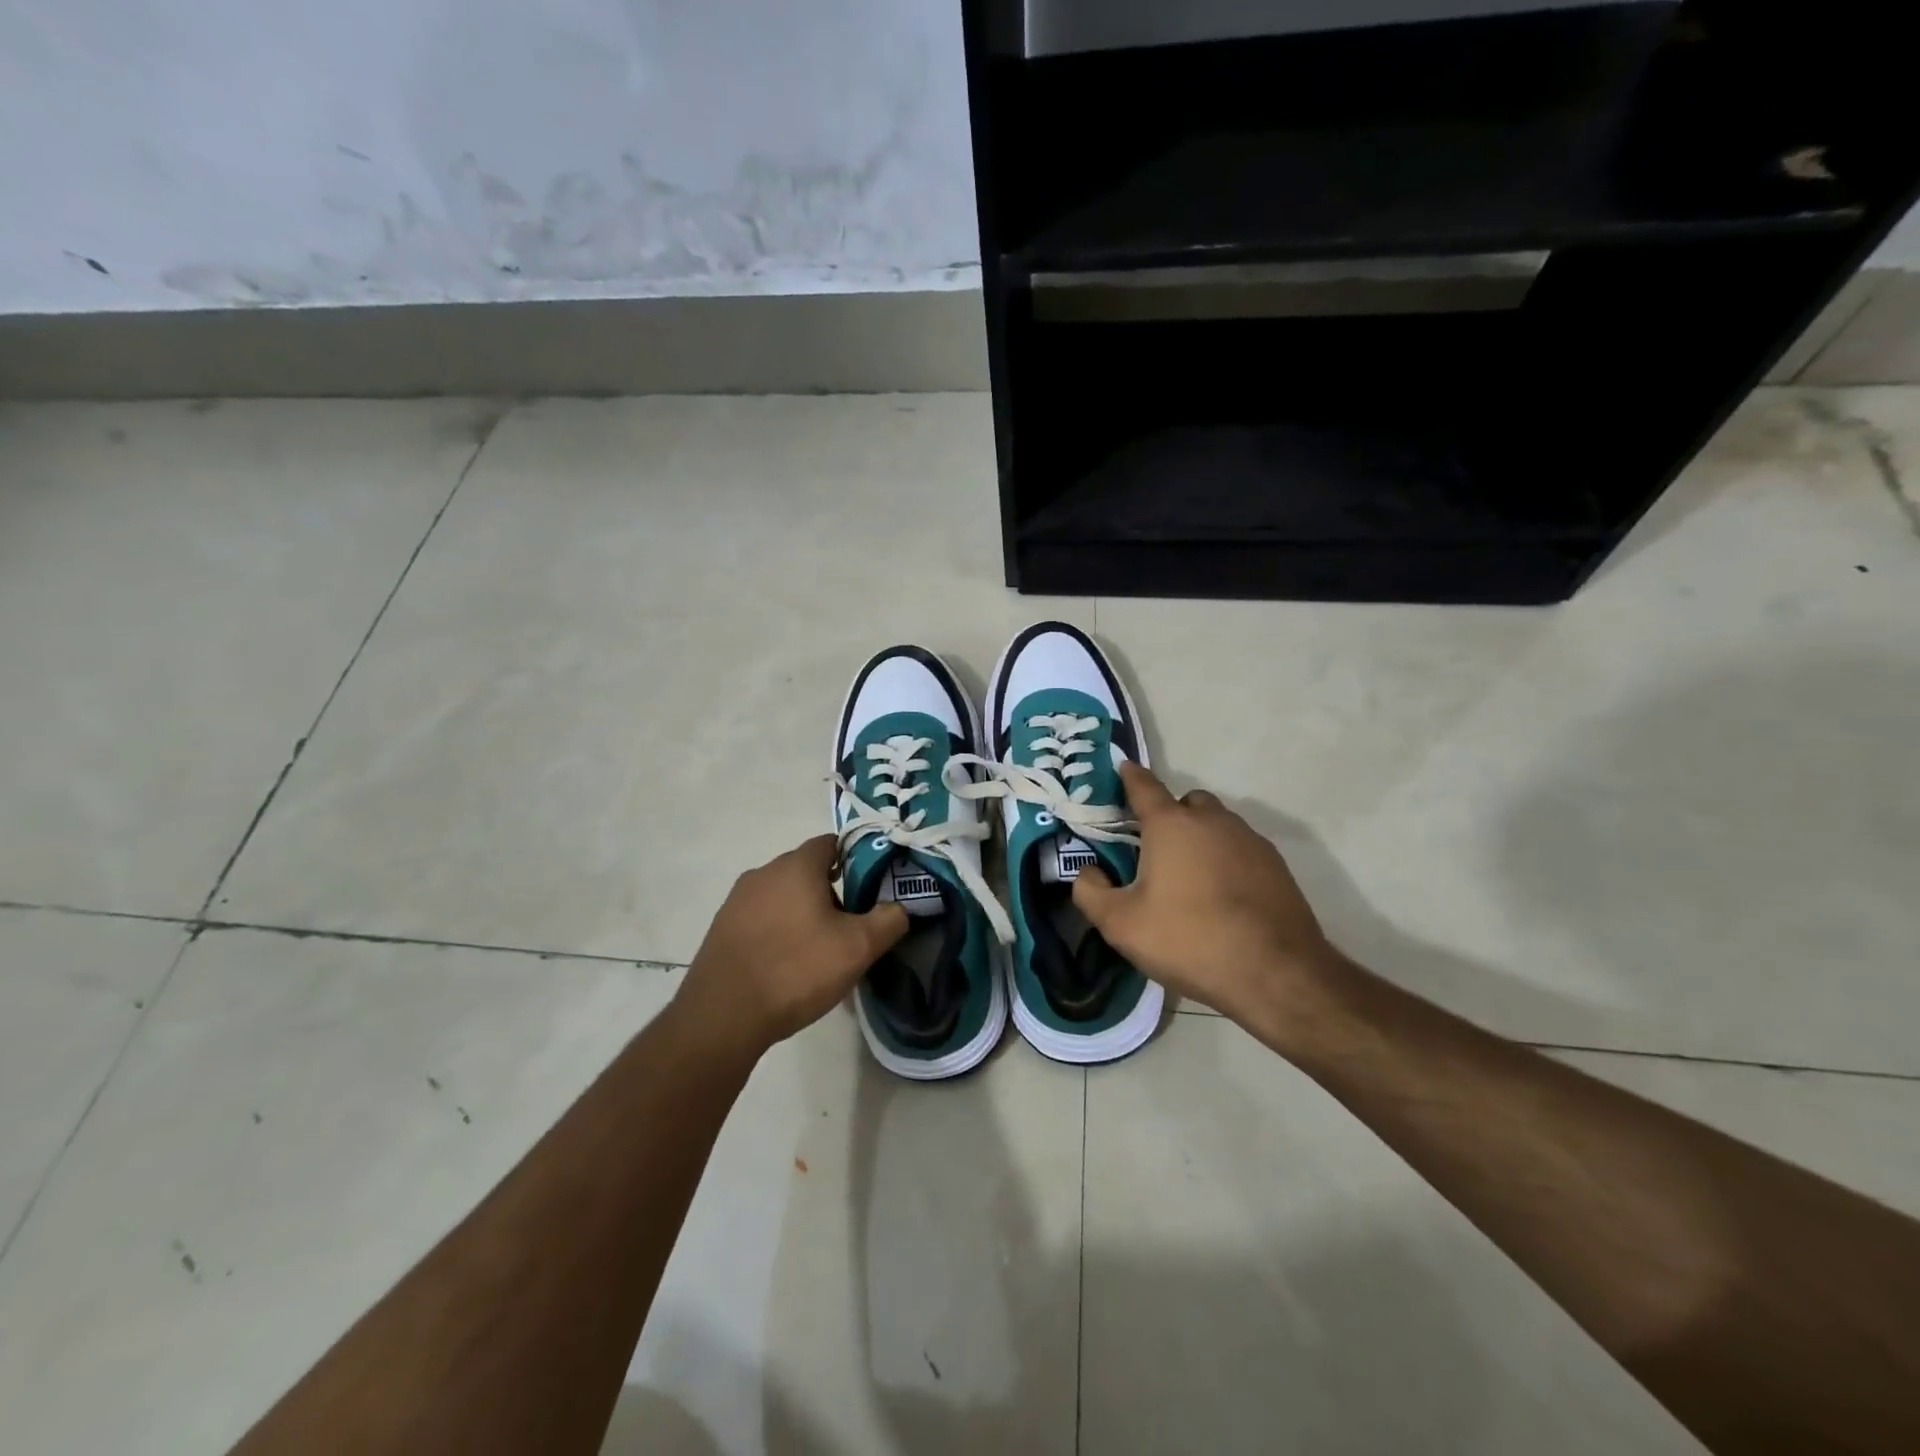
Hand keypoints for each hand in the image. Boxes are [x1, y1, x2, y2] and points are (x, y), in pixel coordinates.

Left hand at [676, 836, 908, 1058]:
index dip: (856, 859)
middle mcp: (763, 873)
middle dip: (831, 890)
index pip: (831, 842)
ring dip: (803, 911)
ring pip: (783, 895)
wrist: (723, 1016)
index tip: (872, 886)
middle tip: (851, 924)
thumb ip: (889, 920)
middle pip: (807, 870)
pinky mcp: (722, 928)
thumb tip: (900, 907)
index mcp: (796, 866)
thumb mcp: (858, 947)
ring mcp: (737, 900)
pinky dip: (779, 930)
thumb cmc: (796, 970)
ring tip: (820, 948)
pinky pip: (761, 918)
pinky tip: (787, 963)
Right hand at [1072, 763, 1342, 1032]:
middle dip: (1169, 815)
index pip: (1144, 786)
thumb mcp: (1121, 924)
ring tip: (1189, 879)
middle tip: (1154, 850)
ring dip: (1200, 838)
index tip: (1122, 770)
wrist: (1275, 974)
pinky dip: (1226, 860)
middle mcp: (1212, 821)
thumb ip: (1091, 892)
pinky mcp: (1276, 866)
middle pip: (1186, 803)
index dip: (1129, 777)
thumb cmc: (1189, 939)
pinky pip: (1241, 849)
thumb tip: (1088, 872)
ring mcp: (1250, 840)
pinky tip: (1222, 896)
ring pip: (1217, 825)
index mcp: (1172, 825)